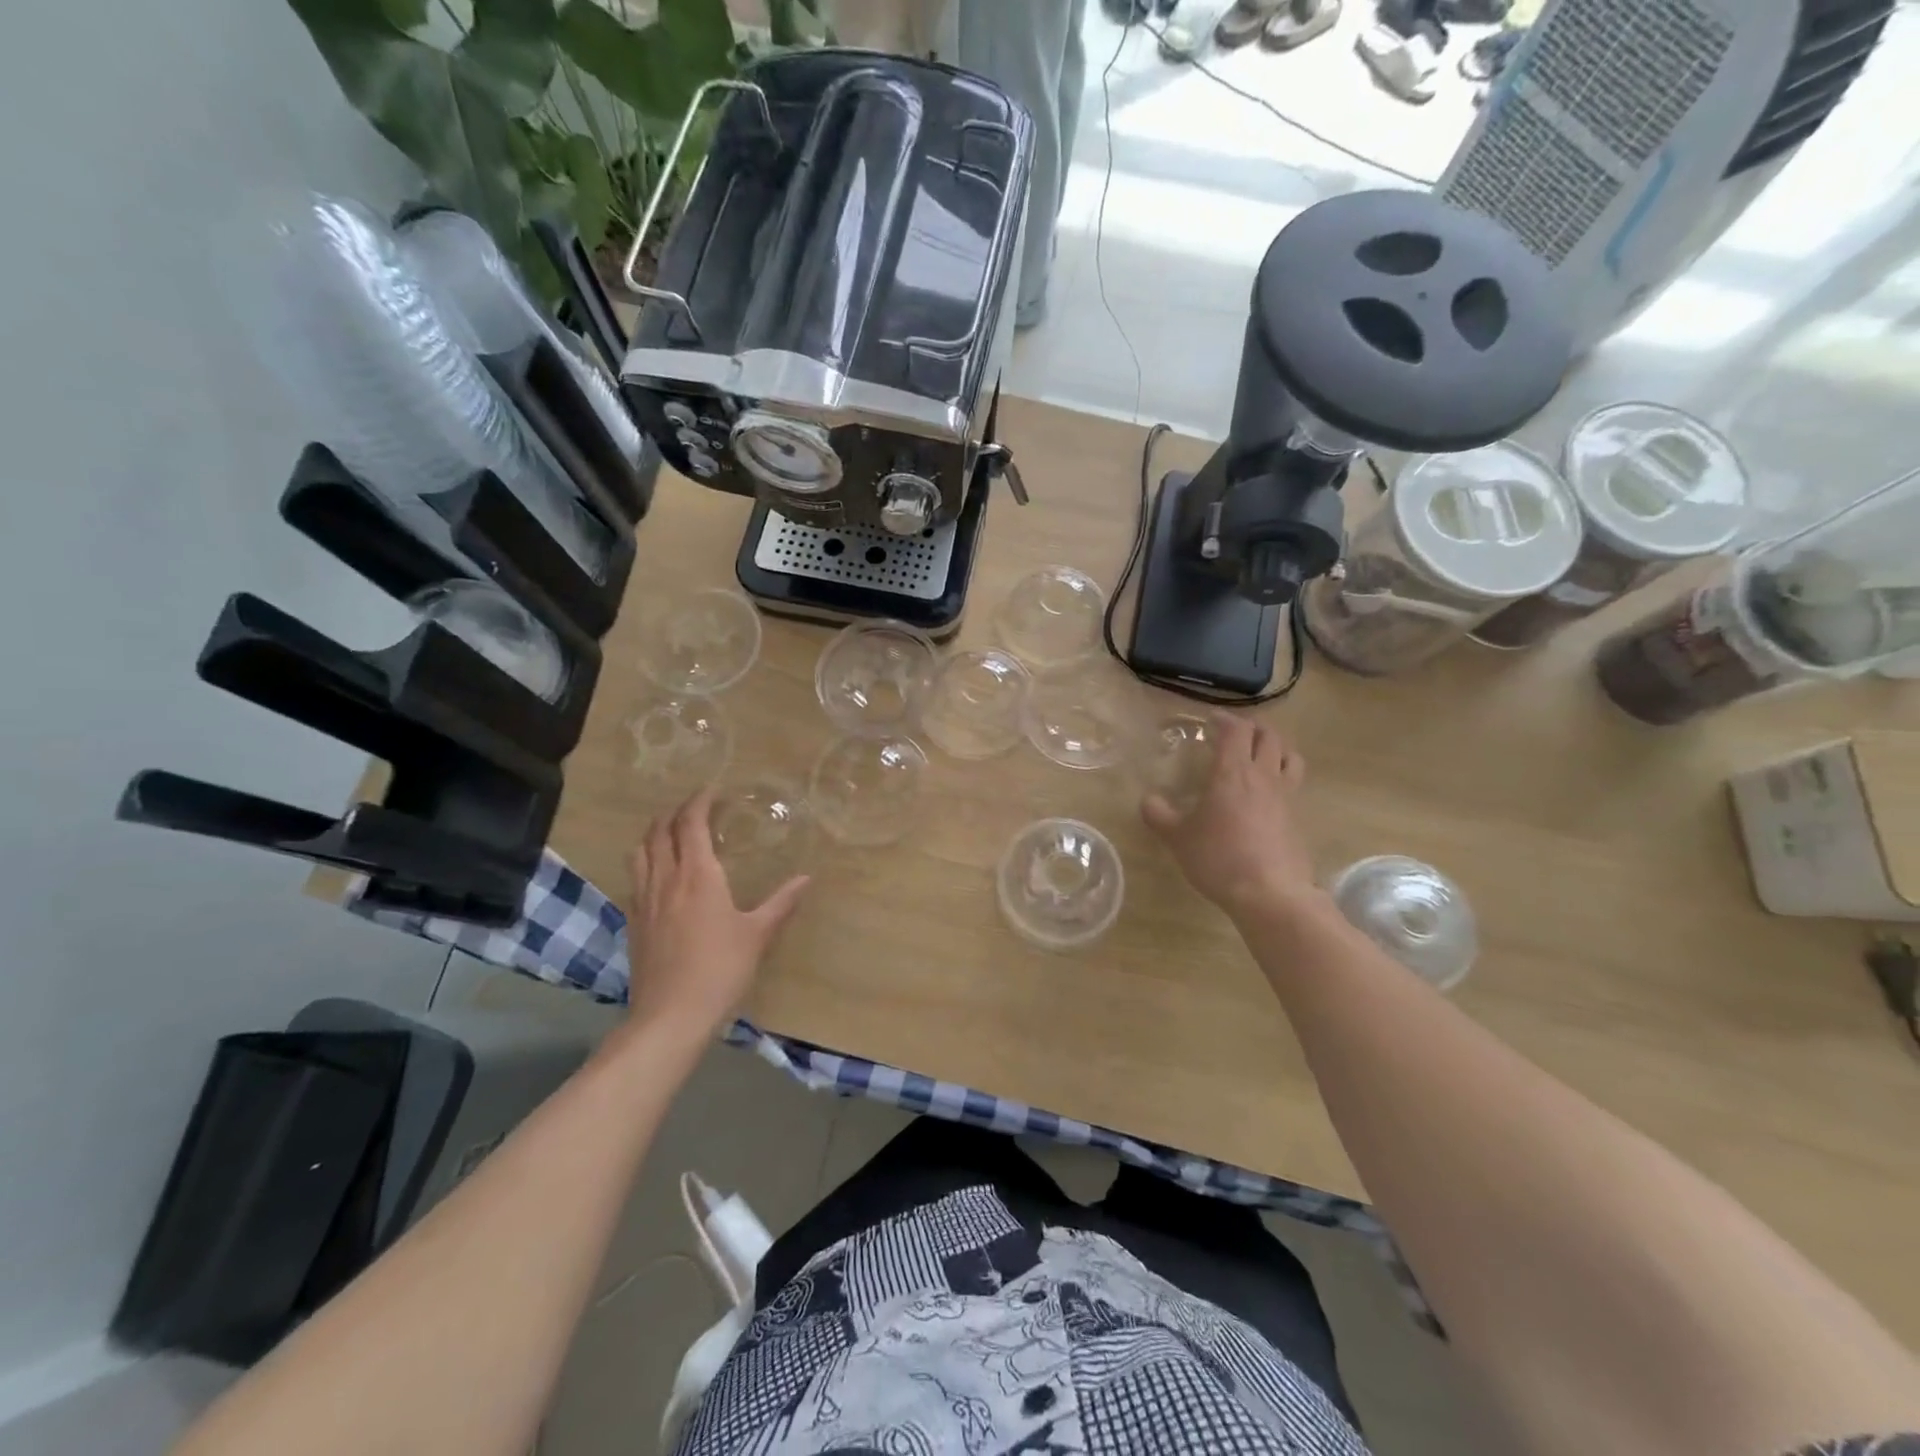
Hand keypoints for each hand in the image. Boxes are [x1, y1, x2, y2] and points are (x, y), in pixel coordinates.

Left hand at [624, 792, 809, 1037]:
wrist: (671, 1014)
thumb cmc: (721, 969)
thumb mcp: (758, 934)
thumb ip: (782, 902)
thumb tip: (806, 878)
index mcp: (698, 875)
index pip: (691, 823)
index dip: (698, 801)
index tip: (711, 790)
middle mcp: (666, 879)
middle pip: (659, 831)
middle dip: (674, 812)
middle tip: (693, 808)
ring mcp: (644, 900)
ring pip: (640, 851)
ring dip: (654, 833)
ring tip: (670, 831)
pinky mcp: (634, 921)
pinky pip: (634, 877)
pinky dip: (645, 861)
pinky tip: (658, 874)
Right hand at [1142, 712, 1320, 921]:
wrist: (1270, 893)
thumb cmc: (1219, 858)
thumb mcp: (1178, 838)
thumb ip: (1159, 815)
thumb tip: (1148, 800)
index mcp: (1233, 772)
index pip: (1235, 730)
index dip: (1224, 719)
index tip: (1210, 721)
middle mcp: (1263, 776)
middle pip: (1269, 735)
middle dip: (1252, 727)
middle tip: (1235, 732)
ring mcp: (1286, 796)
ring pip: (1289, 756)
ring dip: (1276, 746)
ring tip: (1261, 753)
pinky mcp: (1299, 817)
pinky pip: (1295, 783)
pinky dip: (1283, 775)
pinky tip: (1269, 792)